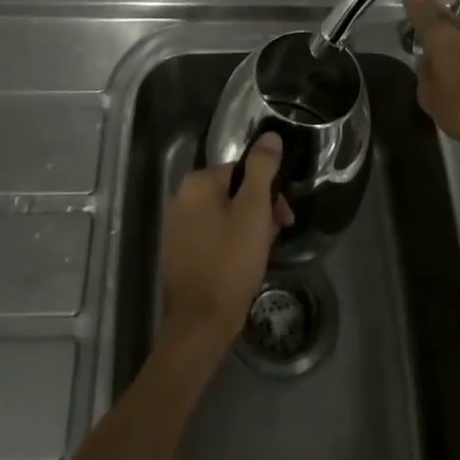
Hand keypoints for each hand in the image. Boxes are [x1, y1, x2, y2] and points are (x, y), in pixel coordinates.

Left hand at [159, 134, 293, 355]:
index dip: (268, 192)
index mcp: (197, 183)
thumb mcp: (254, 210)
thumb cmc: (230, 261)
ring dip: (246, 229)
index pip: (242, 171)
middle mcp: (181, 198)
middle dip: (258, 211)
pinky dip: (229, 244)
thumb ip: (262, 169)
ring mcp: (176, 228)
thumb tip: (270, 136)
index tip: (283, 217)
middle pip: (232, 193)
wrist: (200, 323)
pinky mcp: (177, 253)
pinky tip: (241, 266)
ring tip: (260, 255)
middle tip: (275, 237)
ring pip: (223, 216)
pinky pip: (211, 237)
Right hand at [402, 0, 459, 147]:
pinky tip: (458, 40)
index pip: (421, 12)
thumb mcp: (430, 97)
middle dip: (429, 2)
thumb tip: (427, 61)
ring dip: (447, 16)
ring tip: (437, 13)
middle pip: (442, 11)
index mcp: (439, 37)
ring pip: (459, 22)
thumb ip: (424, 75)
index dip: (412, 0)